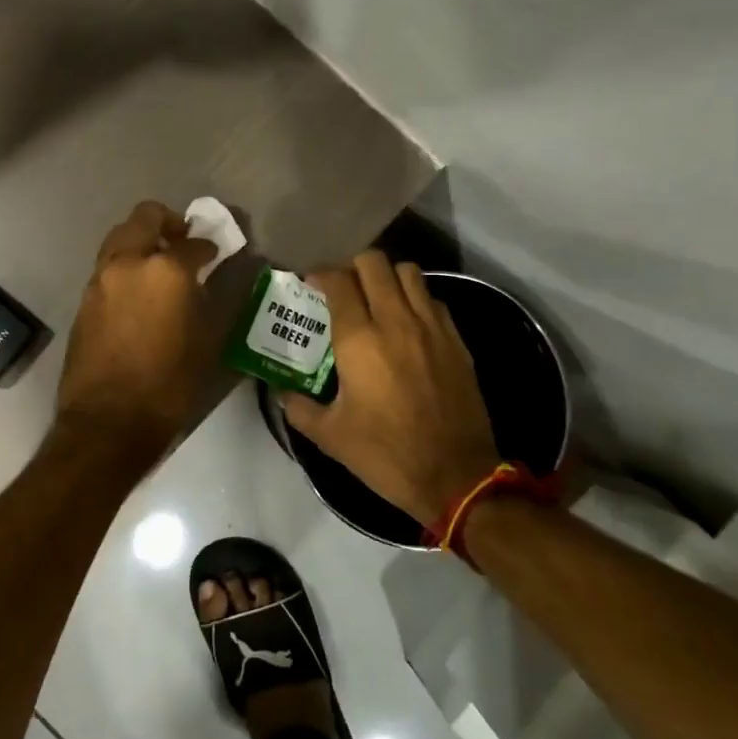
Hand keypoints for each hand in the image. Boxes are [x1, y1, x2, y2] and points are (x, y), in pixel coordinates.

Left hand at [54, 201, 219, 461]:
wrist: (109, 422)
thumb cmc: (169, 384)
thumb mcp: (207, 341)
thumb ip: (211, 298)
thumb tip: (213, 277)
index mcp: (165, 270)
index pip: (193, 243)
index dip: (209, 247)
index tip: (216, 254)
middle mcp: (128, 262)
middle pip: (145, 217)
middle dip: (168, 222)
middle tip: (184, 241)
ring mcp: (100, 279)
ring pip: (121, 238)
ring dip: (142, 241)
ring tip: (161, 267)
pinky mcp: (85, 299)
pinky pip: (109, 266)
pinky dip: (126, 265)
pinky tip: (140, 292)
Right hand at [282, 251, 499, 528]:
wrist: (456, 476)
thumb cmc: (386, 454)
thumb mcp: (330, 437)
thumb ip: (299, 408)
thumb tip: (281, 393)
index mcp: (359, 339)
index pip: (338, 281)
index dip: (321, 274)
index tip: (312, 284)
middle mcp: (395, 320)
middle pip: (374, 262)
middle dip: (353, 266)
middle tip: (344, 287)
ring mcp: (431, 327)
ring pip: (409, 272)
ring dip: (388, 276)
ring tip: (377, 297)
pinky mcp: (456, 340)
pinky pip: (433, 299)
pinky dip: (416, 299)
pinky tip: (408, 323)